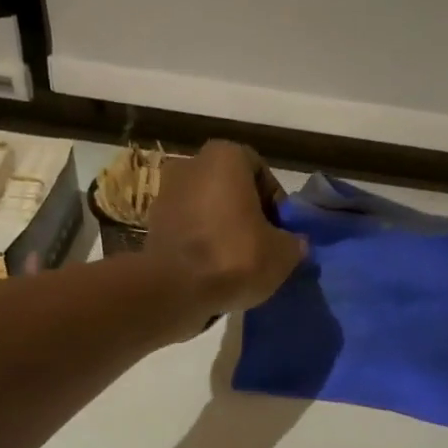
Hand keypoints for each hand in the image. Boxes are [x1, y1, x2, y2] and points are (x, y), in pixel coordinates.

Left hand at [145, 141, 304, 325]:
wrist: (175, 289)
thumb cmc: (235, 257)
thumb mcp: (283, 253)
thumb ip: (294, 242)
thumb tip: (295, 243)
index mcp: (225, 157)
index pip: (260, 172)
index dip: (275, 202)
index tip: (281, 230)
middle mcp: (191, 165)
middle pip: (231, 189)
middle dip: (248, 214)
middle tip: (263, 246)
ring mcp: (166, 194)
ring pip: (208, 210)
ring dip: (224, 230)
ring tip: (239, 263)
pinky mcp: (152, 225)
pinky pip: (188, 230)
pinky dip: (202, 244)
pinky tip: (215, 271)